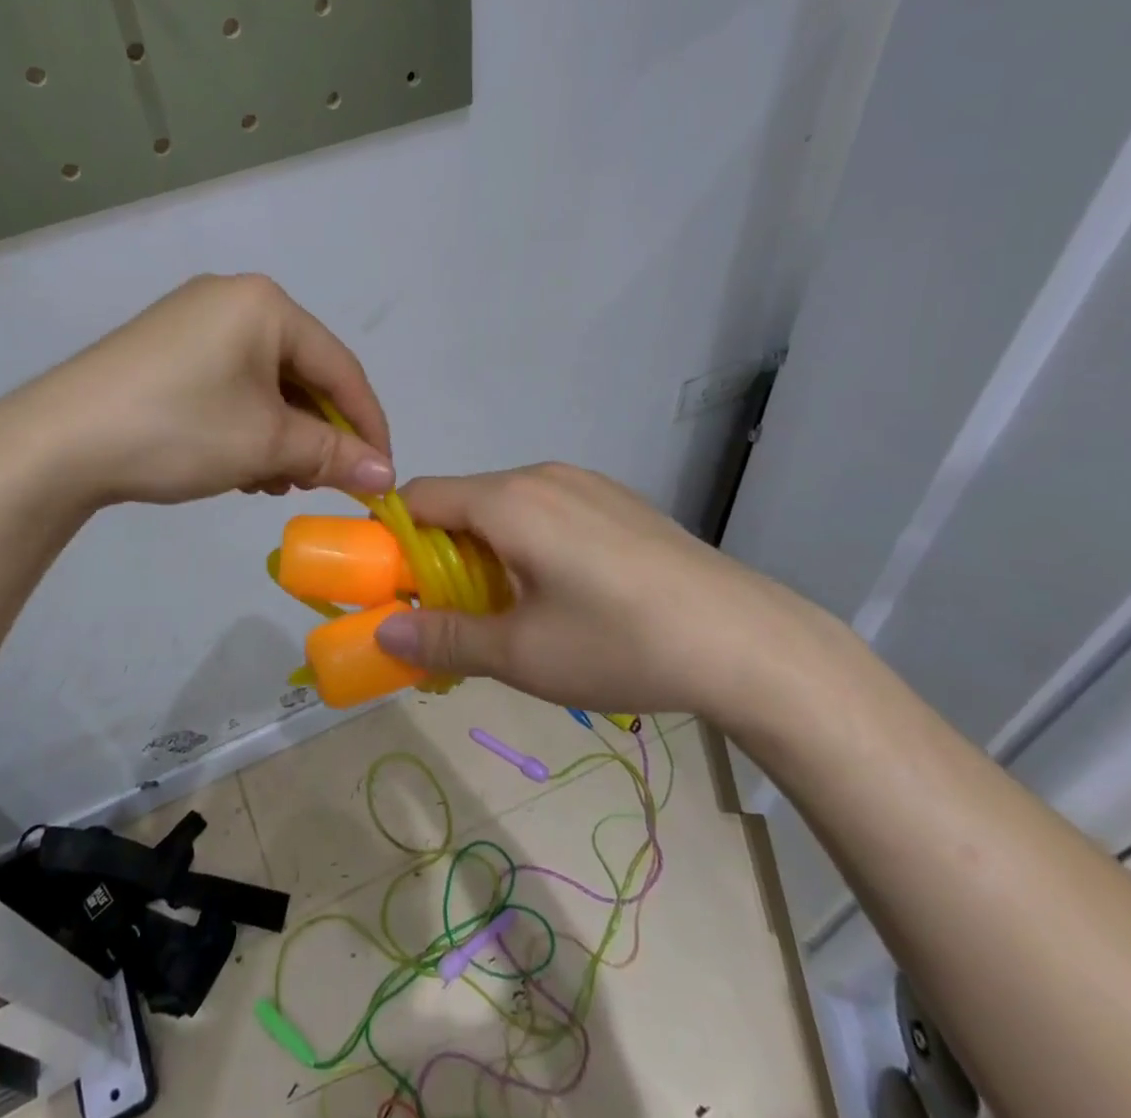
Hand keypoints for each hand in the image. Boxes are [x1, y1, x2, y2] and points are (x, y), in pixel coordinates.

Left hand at [12, 274, 394, 507]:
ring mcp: (193, 322)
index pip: (341, 367)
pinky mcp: (166, 350)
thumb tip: (386, 475)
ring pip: (264, 385)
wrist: (57, 443)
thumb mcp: (265, 445)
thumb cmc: (178, 430)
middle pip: (301, 374)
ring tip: (269, 481)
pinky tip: (235, 465)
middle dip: (315, 435)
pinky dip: (244, 425)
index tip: (382, 475)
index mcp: (265, 305)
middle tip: (317, 483)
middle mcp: (232, 300)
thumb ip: (333, 455)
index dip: (368, 426)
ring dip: (279, 436)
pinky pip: (229, 385)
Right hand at [372, 463, 834, 720]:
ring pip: (504, 507)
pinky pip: (545, 510)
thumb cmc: (620, 644)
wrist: (749, 642)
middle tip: (450, 613)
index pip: (420, 497)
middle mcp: (540, 476)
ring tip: (510, 608)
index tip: (392, 587)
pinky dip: (525, 542)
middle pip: (461, 502)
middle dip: (440, 553)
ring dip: (485, 550)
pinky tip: (563, 592)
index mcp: (508, 501)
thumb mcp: (521, 654)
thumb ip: (443, 638)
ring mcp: (584, 483)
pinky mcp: (615, 500)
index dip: (394, 539)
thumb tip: (381, 632)